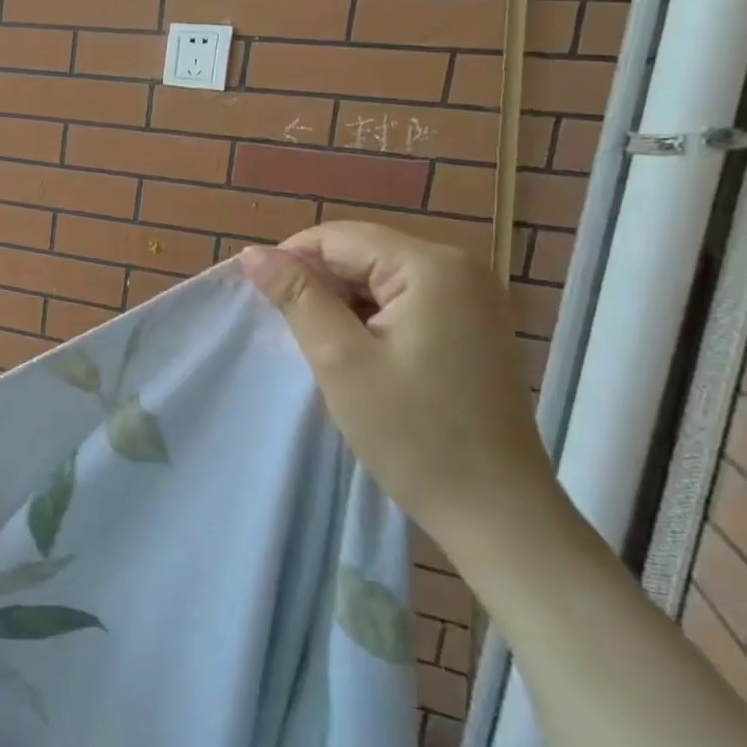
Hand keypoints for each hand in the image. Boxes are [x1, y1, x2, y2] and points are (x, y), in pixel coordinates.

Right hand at [242, 222, 562, 554]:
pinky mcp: (472, 325)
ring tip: (320, 348)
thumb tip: (252, 254)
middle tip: (288, 333)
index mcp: (431, 266)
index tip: (259, 302)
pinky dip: (370, 319)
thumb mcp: (340, 359)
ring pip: (380, 278)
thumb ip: (297, 297)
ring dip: (341, 304)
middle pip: (362, 253)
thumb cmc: (413, 433)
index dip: (290, 261)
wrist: (495, 509)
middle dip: (318, 285)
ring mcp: (472, 297)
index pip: (339, 237)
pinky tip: (356, 355)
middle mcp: (460, 267)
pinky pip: (405, 301)